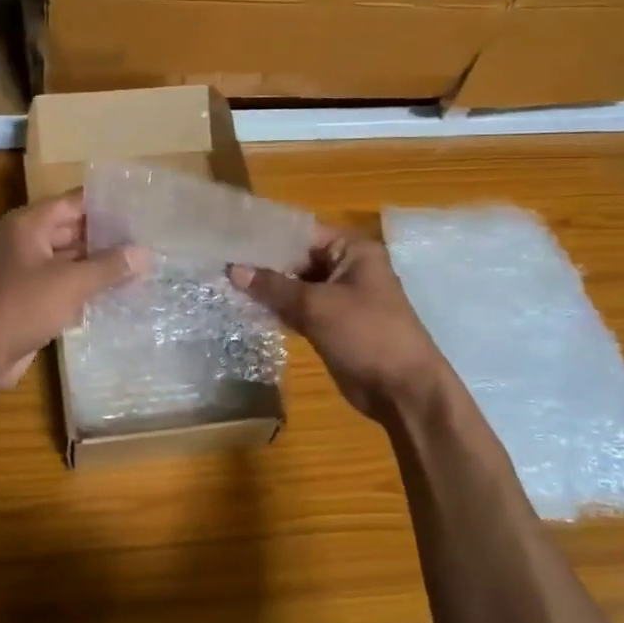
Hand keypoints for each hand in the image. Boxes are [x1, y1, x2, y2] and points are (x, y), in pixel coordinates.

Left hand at [0, 193, 148, 391]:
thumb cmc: (22, 307)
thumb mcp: (71, 283)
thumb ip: (109, 266)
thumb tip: (144, 253)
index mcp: (30, 224)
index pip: (75, 202)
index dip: (107, 204)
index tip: (140, 207)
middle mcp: (26, 240)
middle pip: (73, 229)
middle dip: (108, 236)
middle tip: (148, 240)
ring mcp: (25, 270)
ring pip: (69, 259)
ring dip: (99, 264)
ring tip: (141, 266)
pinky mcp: (28, 297)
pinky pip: (63, 284)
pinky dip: (85, 287)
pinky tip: (117, 294)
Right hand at [231, 227, 450, 422]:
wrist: (403, 391)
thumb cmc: (367, 335)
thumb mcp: (317, 306)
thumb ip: (274, 287)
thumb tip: (233, 269)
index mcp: (352, 251)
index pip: (302, 232)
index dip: (266, 234)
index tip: (230, 235)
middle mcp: (346, 268)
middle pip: (297, 258)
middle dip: (262, 263)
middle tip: (220, 260)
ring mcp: (339, 297)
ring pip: (295, 285)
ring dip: (266, 287)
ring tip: (224, 281)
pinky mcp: (331, 323)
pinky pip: (298, 308)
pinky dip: (277, 308)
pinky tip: (245, 306)